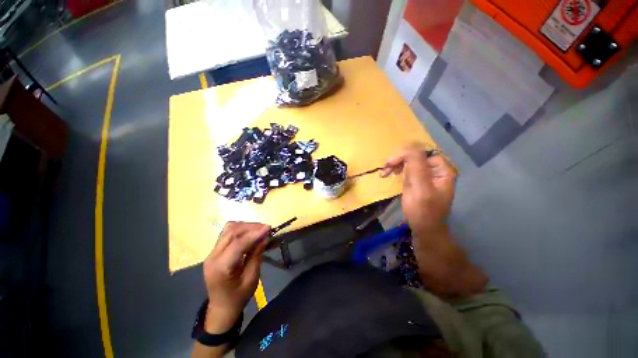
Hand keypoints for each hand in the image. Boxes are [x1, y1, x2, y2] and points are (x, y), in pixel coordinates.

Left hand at [202, 222, 269, 332]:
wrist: (221, 307)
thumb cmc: (238, 297)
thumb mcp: (252, 278)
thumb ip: (257, 255)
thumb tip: (265, 237)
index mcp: (221, 267)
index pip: (238, 243)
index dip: (255, 233)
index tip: (269, 228)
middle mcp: (213, 256)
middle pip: (232, 232)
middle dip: (251, 227)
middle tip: (266, 228)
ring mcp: (212, 252)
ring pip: (228, 229)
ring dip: (246, 226)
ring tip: (259, 229)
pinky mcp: (215, 250)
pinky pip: (227, 233)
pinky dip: (240, 229)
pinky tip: (250, 233)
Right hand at [381, 143, 456, 235]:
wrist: (423, 229)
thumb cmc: (423, 211)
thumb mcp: (421, 188)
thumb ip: (416, 166)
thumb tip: (409, 146)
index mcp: (442, 169)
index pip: (422, 153)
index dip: (406, 155)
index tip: (391, 163)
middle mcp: (435, 169)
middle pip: (415, 156)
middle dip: (398, 160)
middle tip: (385, 167)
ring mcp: (425, 174)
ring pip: (408, 161)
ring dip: (395, 165)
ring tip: (384, 172)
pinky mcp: (417, 180)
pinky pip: (406, 169)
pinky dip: (396, 170)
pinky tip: (389, 173)